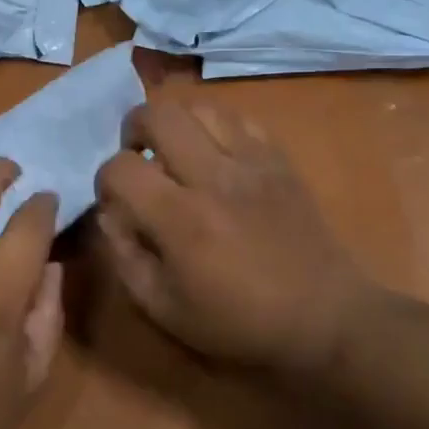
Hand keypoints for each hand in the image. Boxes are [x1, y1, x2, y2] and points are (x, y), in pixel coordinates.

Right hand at [94, 101, 380, 375]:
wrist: (324, 317)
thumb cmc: (238, 321)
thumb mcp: (164, 309)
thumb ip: (125, 257)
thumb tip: (110, 213)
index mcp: (181, 219)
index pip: (121, 168)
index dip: (104, 180)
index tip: (114, 200)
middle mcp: (213, 177)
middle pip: (158, 115)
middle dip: (134, 129)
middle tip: (138, 156)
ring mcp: (251, 162)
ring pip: (199, 107)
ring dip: (176, 123)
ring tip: (174, 151)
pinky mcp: (278, 159)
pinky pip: (239, 119)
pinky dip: (216, 127)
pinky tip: (215, 154)